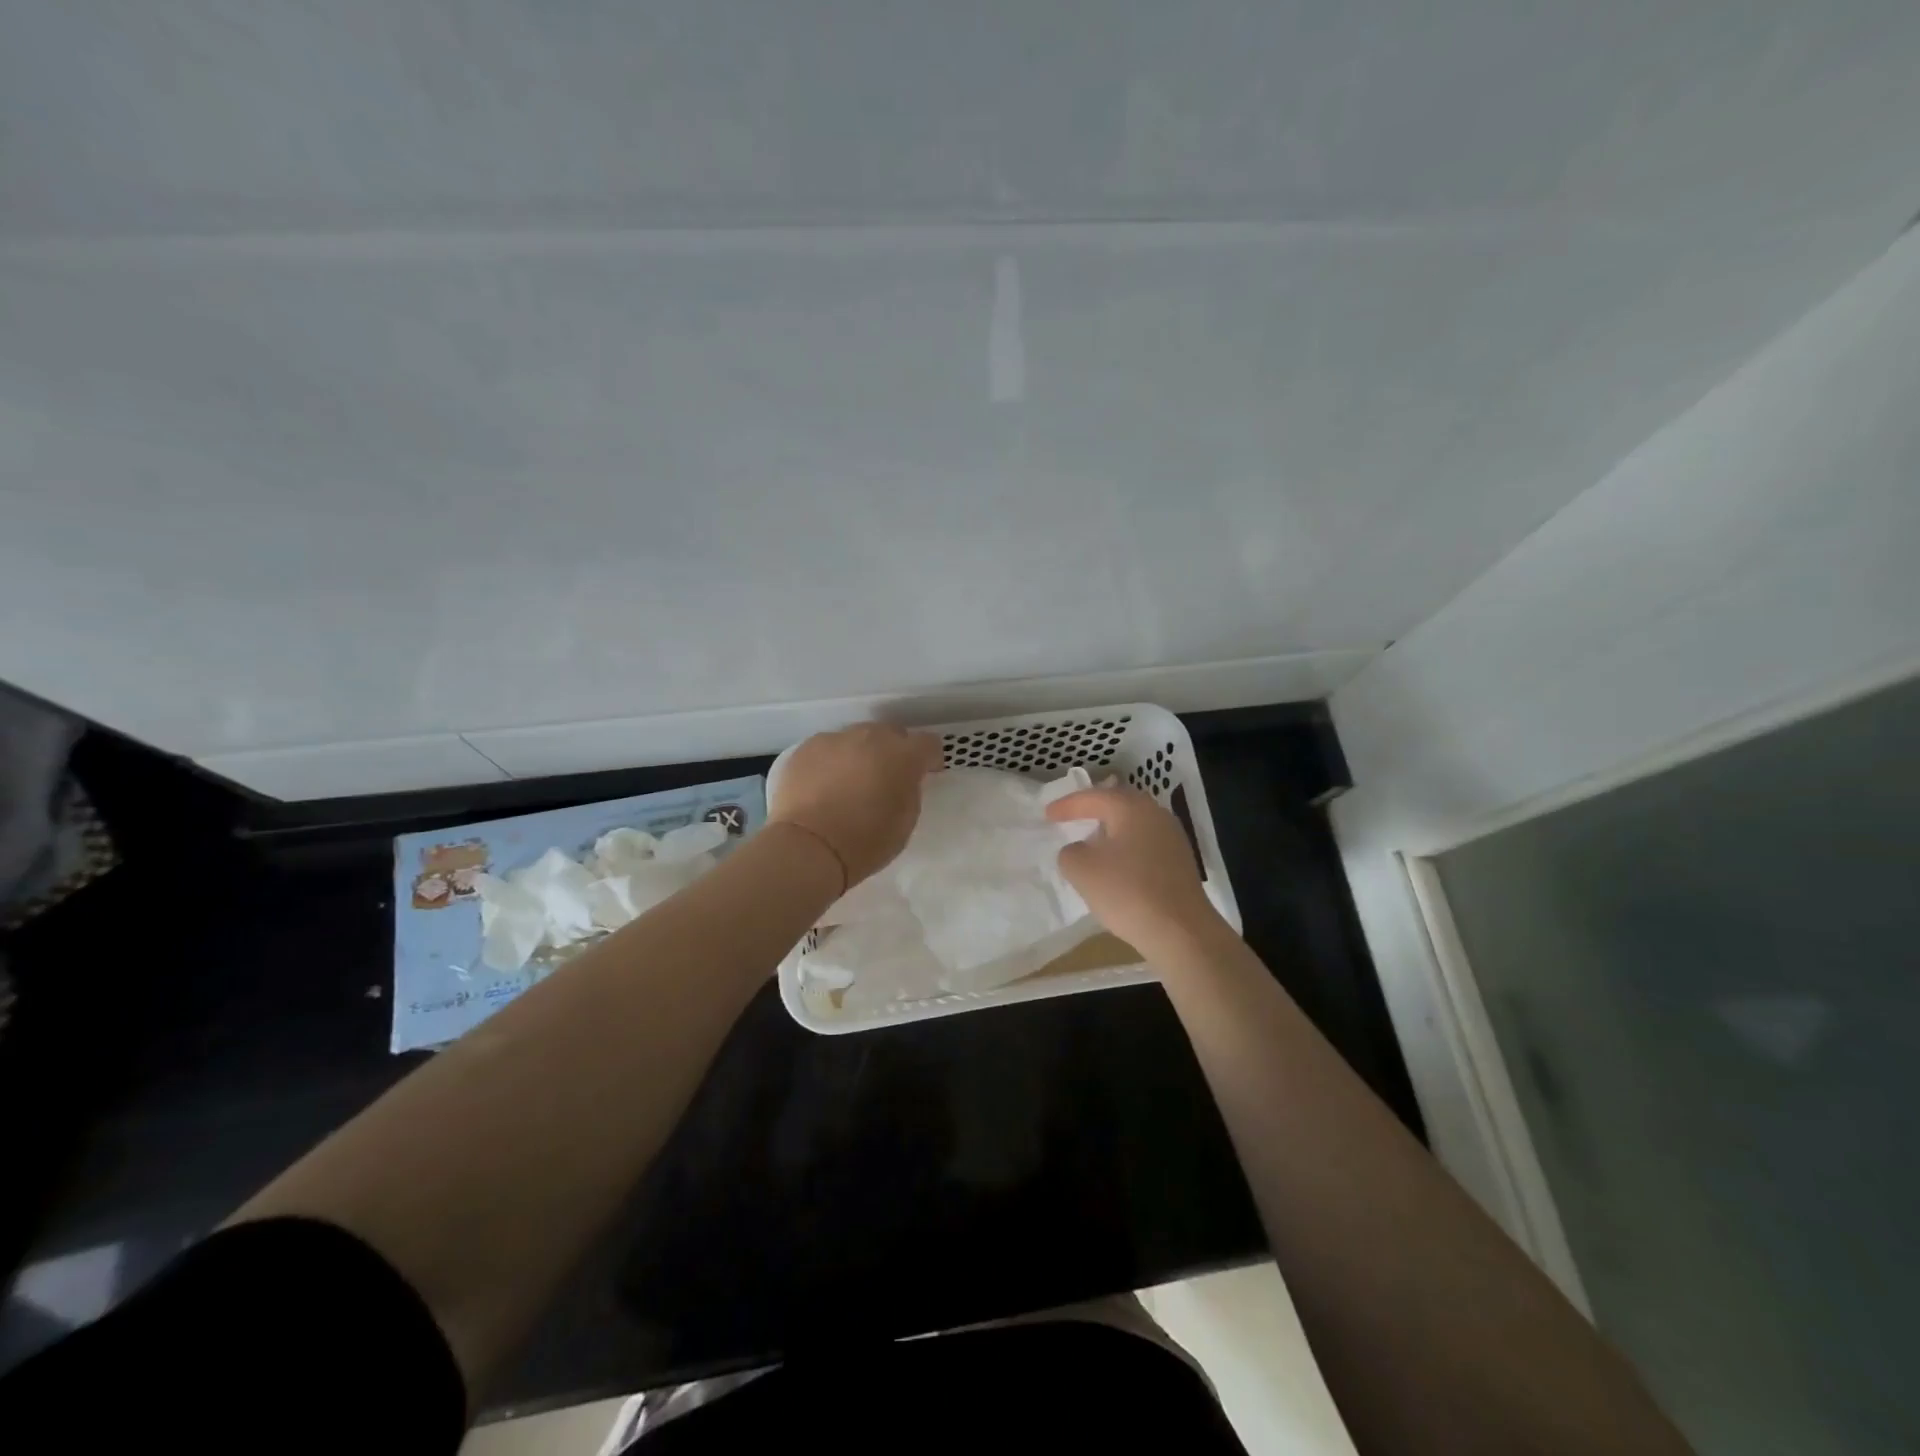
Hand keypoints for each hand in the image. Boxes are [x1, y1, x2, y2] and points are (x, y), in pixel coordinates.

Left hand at [770, 724, 943, 891]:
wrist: (808, 847)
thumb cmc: (865, 841)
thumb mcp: (906, 820)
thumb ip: (909, 790)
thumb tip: (901, 780)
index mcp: (903, 755)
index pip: (928, 744)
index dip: (929, 759)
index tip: (925, 774)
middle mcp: (871, 737)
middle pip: (889, 734)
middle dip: (892, 752)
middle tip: (885, 778)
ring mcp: (835, 739)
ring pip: (855, 739)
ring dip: (859, 754)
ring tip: (849, 782)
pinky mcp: (805, 749)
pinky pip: (826, 749)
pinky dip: (830, 762)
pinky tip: (822, 786)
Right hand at [1046, 785, 1226, 959]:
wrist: (1181, 931)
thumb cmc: (1127, 892)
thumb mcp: (1082, 870)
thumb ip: (1070, 852)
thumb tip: (1079, 850)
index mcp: (1132, 807)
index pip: (1094, 797)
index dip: (1068, 805)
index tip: (1047, 814)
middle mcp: (1156, 814)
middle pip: (1119, 804)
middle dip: (1093, 809)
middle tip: (1072, 816)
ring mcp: (1173, 838)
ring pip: (1134, 824)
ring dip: (1111, 830)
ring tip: (1092, 841)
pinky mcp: (1181, 863)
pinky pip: (1145, 845)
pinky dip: (1126, 848)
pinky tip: (1116, 865)